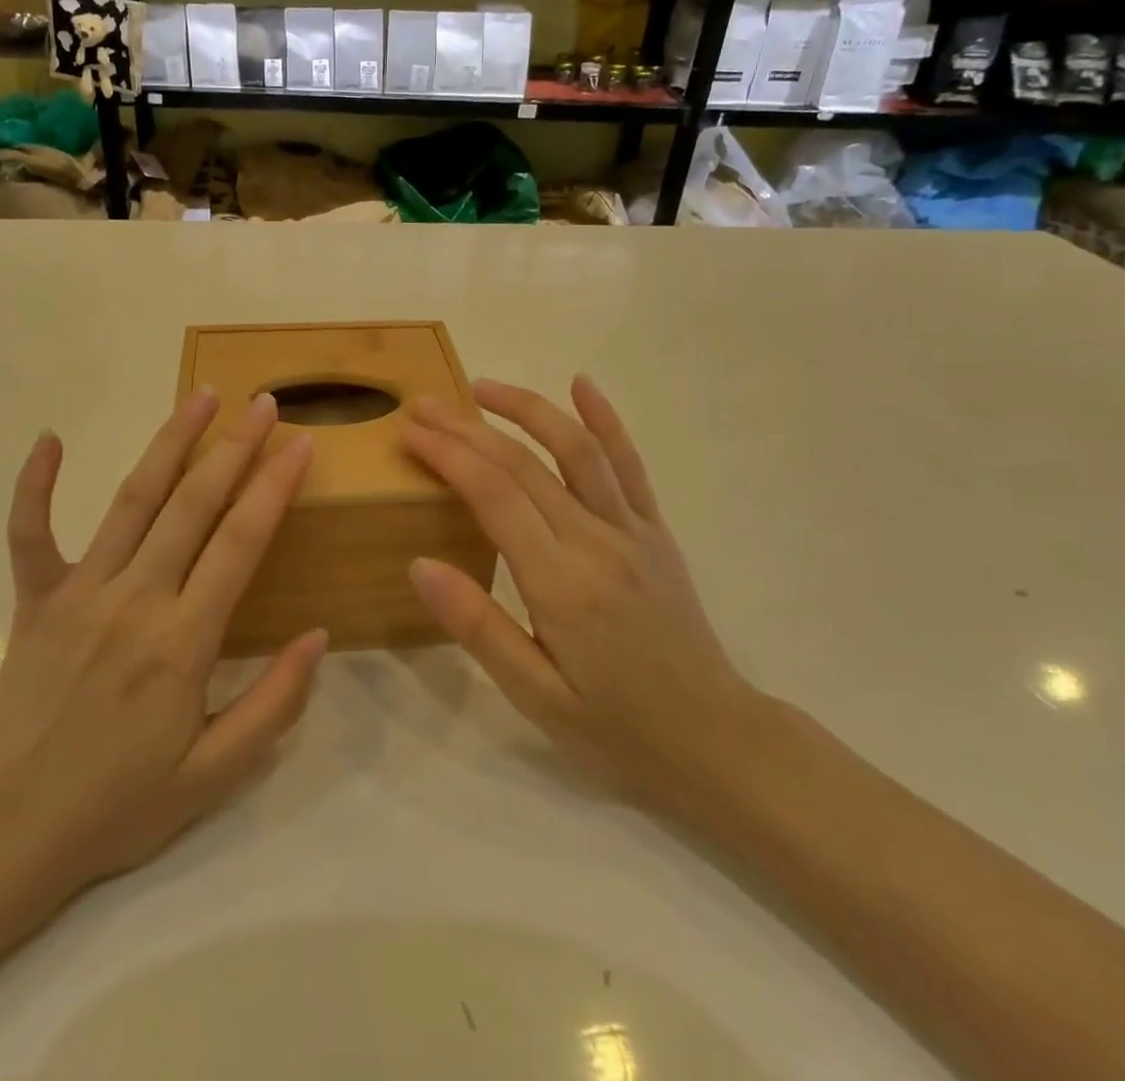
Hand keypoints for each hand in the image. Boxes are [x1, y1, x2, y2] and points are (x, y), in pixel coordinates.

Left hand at [0, 390, 327, 907]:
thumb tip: (319, 635)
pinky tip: (49, 438)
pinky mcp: (35, 598)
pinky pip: (30, 531)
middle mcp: (134, 600)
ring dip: (169, 442)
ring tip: (201, 395)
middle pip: (193, 504)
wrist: (7, 832)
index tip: (301, 443)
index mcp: (182, 642)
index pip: (240, 542)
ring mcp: (79, 592)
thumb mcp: (215, 775)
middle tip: (263, 402)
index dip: (274, 486)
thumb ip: (274, 704)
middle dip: (234, 447)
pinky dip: (36, 484)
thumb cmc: (118, 805)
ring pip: (132, 500)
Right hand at [400, 376, 761, 813]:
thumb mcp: (534, 696)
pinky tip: (582, 384)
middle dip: (467, 428)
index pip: (494, 496)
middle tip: (423, 405)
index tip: (410, 432)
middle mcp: (597, 542)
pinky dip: (606, 419)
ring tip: (483, 387)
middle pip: (523, 464)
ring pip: (576, 449)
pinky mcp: (655, 530)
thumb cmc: (614, 726)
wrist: (714, 739)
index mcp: (561, 584)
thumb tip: (419, 564)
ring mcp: (632, 530)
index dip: (448, 455)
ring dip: (527, 409)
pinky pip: (629, 465)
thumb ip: (478, 626)